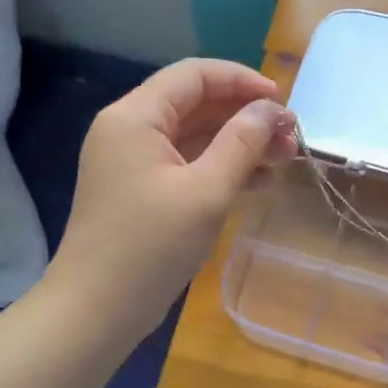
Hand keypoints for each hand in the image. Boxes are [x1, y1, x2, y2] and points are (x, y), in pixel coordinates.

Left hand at [51, 59, 294, 339]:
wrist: (96, 312)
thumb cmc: (150, 247)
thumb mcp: (206, 191)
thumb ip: (242, 142)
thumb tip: (271, 108)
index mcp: (135, 117)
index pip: (194, 75)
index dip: (242, 80)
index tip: (282, 103)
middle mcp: (130, 129)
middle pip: (196, 103)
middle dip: (245, 115)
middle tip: (290, 136)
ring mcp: (134, 161)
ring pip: (195, 134)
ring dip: (239, 141)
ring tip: (284, 158)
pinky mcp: (142, 189)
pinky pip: (188, 162)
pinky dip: (222, 166)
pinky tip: (259, 181)